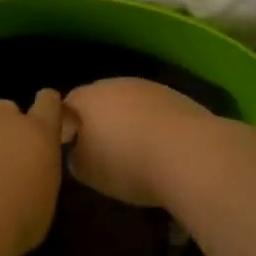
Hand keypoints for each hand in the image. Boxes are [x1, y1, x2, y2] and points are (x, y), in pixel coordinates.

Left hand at [0, 90, 69, 253]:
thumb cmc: (13, 220)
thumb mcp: (41, 205)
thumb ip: (36, 178)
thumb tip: (27, 177)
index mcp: (38, 134)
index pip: (48, 102)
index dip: (45, 106)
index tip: (42, 115)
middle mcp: (3, 117)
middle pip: (5, 108)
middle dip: (2, 126)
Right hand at [62, 78, 232, 207]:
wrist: (191, 154)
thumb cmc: (127, 162)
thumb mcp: (88, 171)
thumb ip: (76, 158)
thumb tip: (79, 153)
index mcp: (89, 97)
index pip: (67, 104)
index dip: (65, 124)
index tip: (68, 145)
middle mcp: (118, 84)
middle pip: (101, 100)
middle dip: (99, 121)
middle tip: (100, 149)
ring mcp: (152, 89)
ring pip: (132, 105)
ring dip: (129, 123)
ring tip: (134, 153)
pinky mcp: (181, 100)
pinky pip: (157, 114)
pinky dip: (155, 129)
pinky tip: (161, 151)